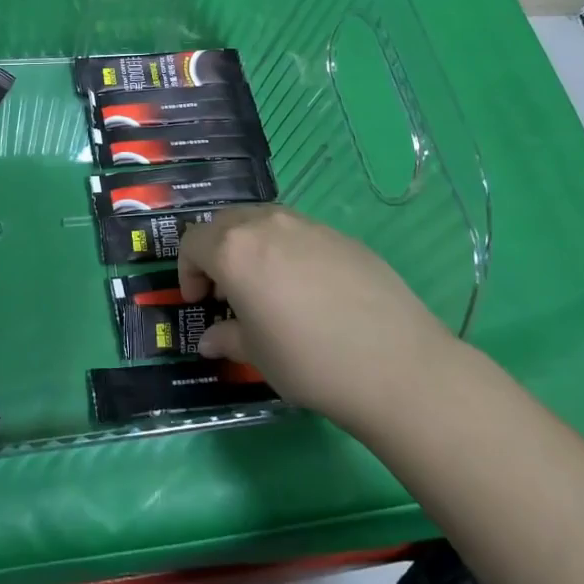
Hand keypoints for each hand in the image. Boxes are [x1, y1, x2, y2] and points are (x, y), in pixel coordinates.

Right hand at [179, 204, 456, 436]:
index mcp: (233, 249)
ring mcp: (307, 225)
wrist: (395, 362)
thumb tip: (211, 340)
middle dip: (215, 252)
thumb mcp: (257, 356)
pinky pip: (298, 232)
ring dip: (250, 246)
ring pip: (262, 221)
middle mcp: (266, 224)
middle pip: (224, 223)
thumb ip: (227, 339)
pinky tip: (308, 290)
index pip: (192, 243)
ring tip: (266, 287)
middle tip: (226, 292)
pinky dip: (286, 250)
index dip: (187, 271)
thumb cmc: (309, 361)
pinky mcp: (340, 235)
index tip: (199, 302)